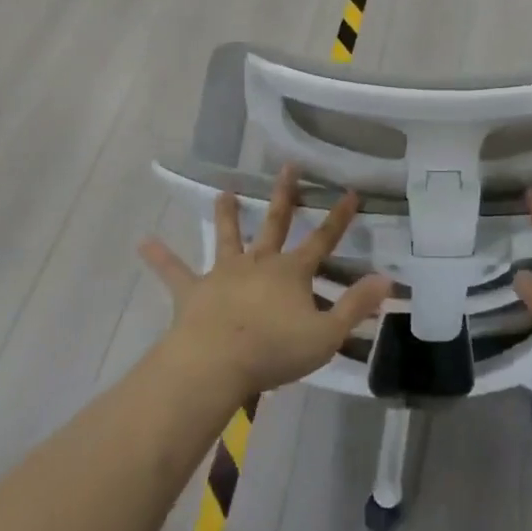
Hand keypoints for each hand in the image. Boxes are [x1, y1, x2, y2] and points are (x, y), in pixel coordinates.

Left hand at [141, 165, 391, 400]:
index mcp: (291, 273)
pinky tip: (143, 242)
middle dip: (285, 195)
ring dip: (227, 215)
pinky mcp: (193, 292)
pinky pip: (175, 272)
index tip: (351, 192)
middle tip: (288, 166)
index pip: (322, 240)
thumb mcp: (326, 334)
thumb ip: (357, 305)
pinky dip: (160, 257)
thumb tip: (388, 279)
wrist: (215, 364)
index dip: (339, 218)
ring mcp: (224, 274)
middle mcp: (259, 263)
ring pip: (228, 237)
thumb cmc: (274, 351)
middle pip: (275, 224)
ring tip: (223, 192)